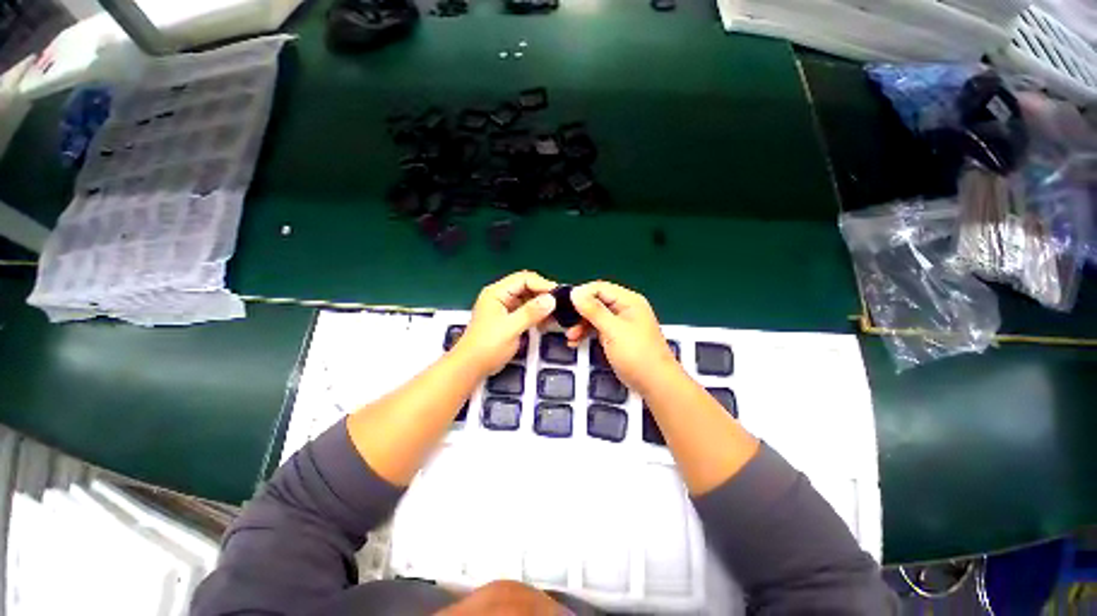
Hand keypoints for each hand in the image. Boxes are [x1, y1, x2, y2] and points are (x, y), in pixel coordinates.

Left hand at [453, 271, 556, 376]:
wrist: (471, 367)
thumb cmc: (487, 346)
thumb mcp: (510, 328)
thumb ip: (531, 313)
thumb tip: (551, 299)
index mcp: (497, 292)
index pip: (524, 279)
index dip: (542, 284)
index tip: (559, 295)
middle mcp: (502, 296)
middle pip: (527, 287)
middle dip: (543, 295)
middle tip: (560, 305)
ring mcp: (505, 307)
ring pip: (529, 299)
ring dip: (542, 306)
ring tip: (556, 315)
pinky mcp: (509, 318)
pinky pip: (527, 311)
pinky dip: (537, 315)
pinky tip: (546, 323)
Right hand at [567, 281, 678, 392]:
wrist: (655, 384)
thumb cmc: (636, 354)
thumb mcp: (613, 330)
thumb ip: (594, 310)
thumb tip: (575, 292)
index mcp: (628, 301)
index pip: (600, 288)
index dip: (581, 294)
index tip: (564, 305)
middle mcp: (625, 308)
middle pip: (597, 301)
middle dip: (580, 312)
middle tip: (565, 323)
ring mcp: (621, 323)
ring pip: (595, 316)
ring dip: (581, 324)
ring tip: (570, 337)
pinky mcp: (617, 336)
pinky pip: (598, 328)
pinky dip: (587, 333)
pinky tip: (576, 342)